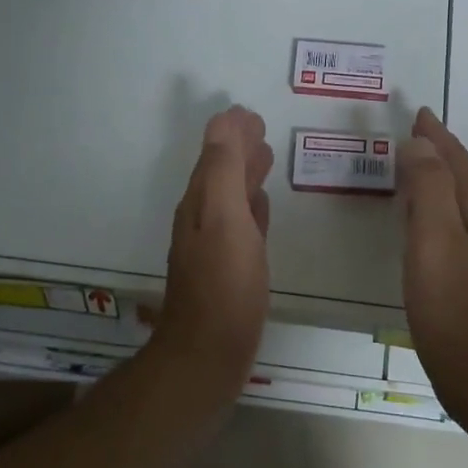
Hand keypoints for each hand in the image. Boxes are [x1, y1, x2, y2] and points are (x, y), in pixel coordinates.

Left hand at [156, 105, 273, 391]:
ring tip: (267, 159)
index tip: (251, 114)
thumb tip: (225, 121)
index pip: (214, 155)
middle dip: (239, 150)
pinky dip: (252, 208)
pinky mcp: (229, 270)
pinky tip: (262, 208)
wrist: (209, 353)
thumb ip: (224, 168)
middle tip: (262, 130)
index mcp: (200, 203)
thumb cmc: (224, 283)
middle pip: (221, 173)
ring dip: (246, 176)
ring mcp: (215, 246)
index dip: (230, 133)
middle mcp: (203, 219)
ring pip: (232, 198)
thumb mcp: (224, 216)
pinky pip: (242, 226)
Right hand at [398, 108, 467, 416]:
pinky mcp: (467, 279)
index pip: (455, 160)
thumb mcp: (434, 236)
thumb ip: (428, 186)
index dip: (436, 136)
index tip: (419, 113)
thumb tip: (420, 144)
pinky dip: (432, 209)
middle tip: (414, 134)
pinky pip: (447, 225)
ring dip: (436, 179)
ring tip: (413, 169)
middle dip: (438, 152)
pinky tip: (419, 224)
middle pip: (459, 177)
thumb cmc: (451, 301)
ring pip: (455, 201)